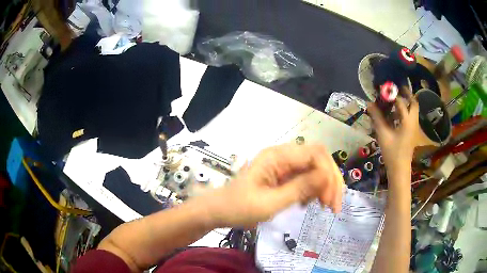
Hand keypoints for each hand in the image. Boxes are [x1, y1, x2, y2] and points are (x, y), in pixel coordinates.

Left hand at [205, 144, 344, 227]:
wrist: (220, 211)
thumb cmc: (239, 208)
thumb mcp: (270, 203)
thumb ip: (299, 188)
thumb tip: (326, 176)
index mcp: (277, 156)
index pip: (315, 154)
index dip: (328, 174)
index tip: (330, 200)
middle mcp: (282, 156)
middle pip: (318, 159)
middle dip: (330, 181)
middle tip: (333, 206)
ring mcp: (283, 165)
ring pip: (314, 169)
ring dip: (323, 186)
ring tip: (323, 206)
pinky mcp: (283, 176)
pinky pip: (305, 178)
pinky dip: (313, 190)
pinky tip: (309, 204)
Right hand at [367, 88, 419, 173]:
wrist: (400, 169)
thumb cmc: (392, 152)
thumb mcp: (383, 134)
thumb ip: (377, 118)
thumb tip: (369, 104)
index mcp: (407, 121)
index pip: (401, 102)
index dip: (392, 94)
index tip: (384, 89)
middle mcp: (413, 122)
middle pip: (413, 103)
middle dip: (406, 94)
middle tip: (397, 89)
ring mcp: (414, 128)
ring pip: (413, 110)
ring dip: (406, 102)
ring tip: (395, 100)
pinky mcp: (412, 133)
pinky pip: (411, 117)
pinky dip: (405, 111)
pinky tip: (396, 114)